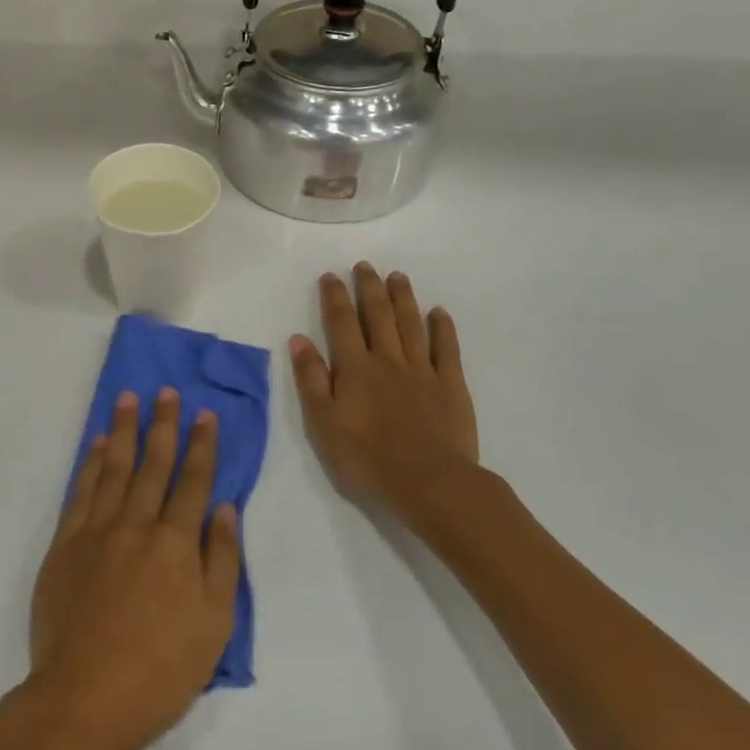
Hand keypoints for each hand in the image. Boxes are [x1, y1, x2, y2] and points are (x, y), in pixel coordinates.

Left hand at [28, 388, 241, 749]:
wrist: (85, 699)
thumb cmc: (161, 670)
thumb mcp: (214, 624)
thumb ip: (222, 559)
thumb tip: (224, 508)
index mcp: (176, 543)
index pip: (193, 481)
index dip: (202, 445)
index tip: (205, 413)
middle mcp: (137, 525)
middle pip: (153, 464)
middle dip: (163, 425)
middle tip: (166, 391)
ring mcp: (97, 531)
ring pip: (114, 468)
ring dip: (124, 430)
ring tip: (128, 399)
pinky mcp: (66, 545)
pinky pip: (81, 492)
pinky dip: (90, 464)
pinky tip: (96, 444)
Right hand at [290, 263, 480, 517]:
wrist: (430, 483)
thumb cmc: (368, 458)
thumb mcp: (324, 424)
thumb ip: (311, 379)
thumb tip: (299, 339)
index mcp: (355, 368)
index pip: (341, 323)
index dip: (335, 297)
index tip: (330, 276)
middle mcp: (388, 360)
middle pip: (378, 315)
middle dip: (369, 288)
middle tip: (365, 265)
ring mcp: (422, 370)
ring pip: (411, 324)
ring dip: (403, 298)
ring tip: (397, 276)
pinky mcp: (451, 385)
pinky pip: (446, 349)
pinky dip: (442, 328)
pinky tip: (439, 312)